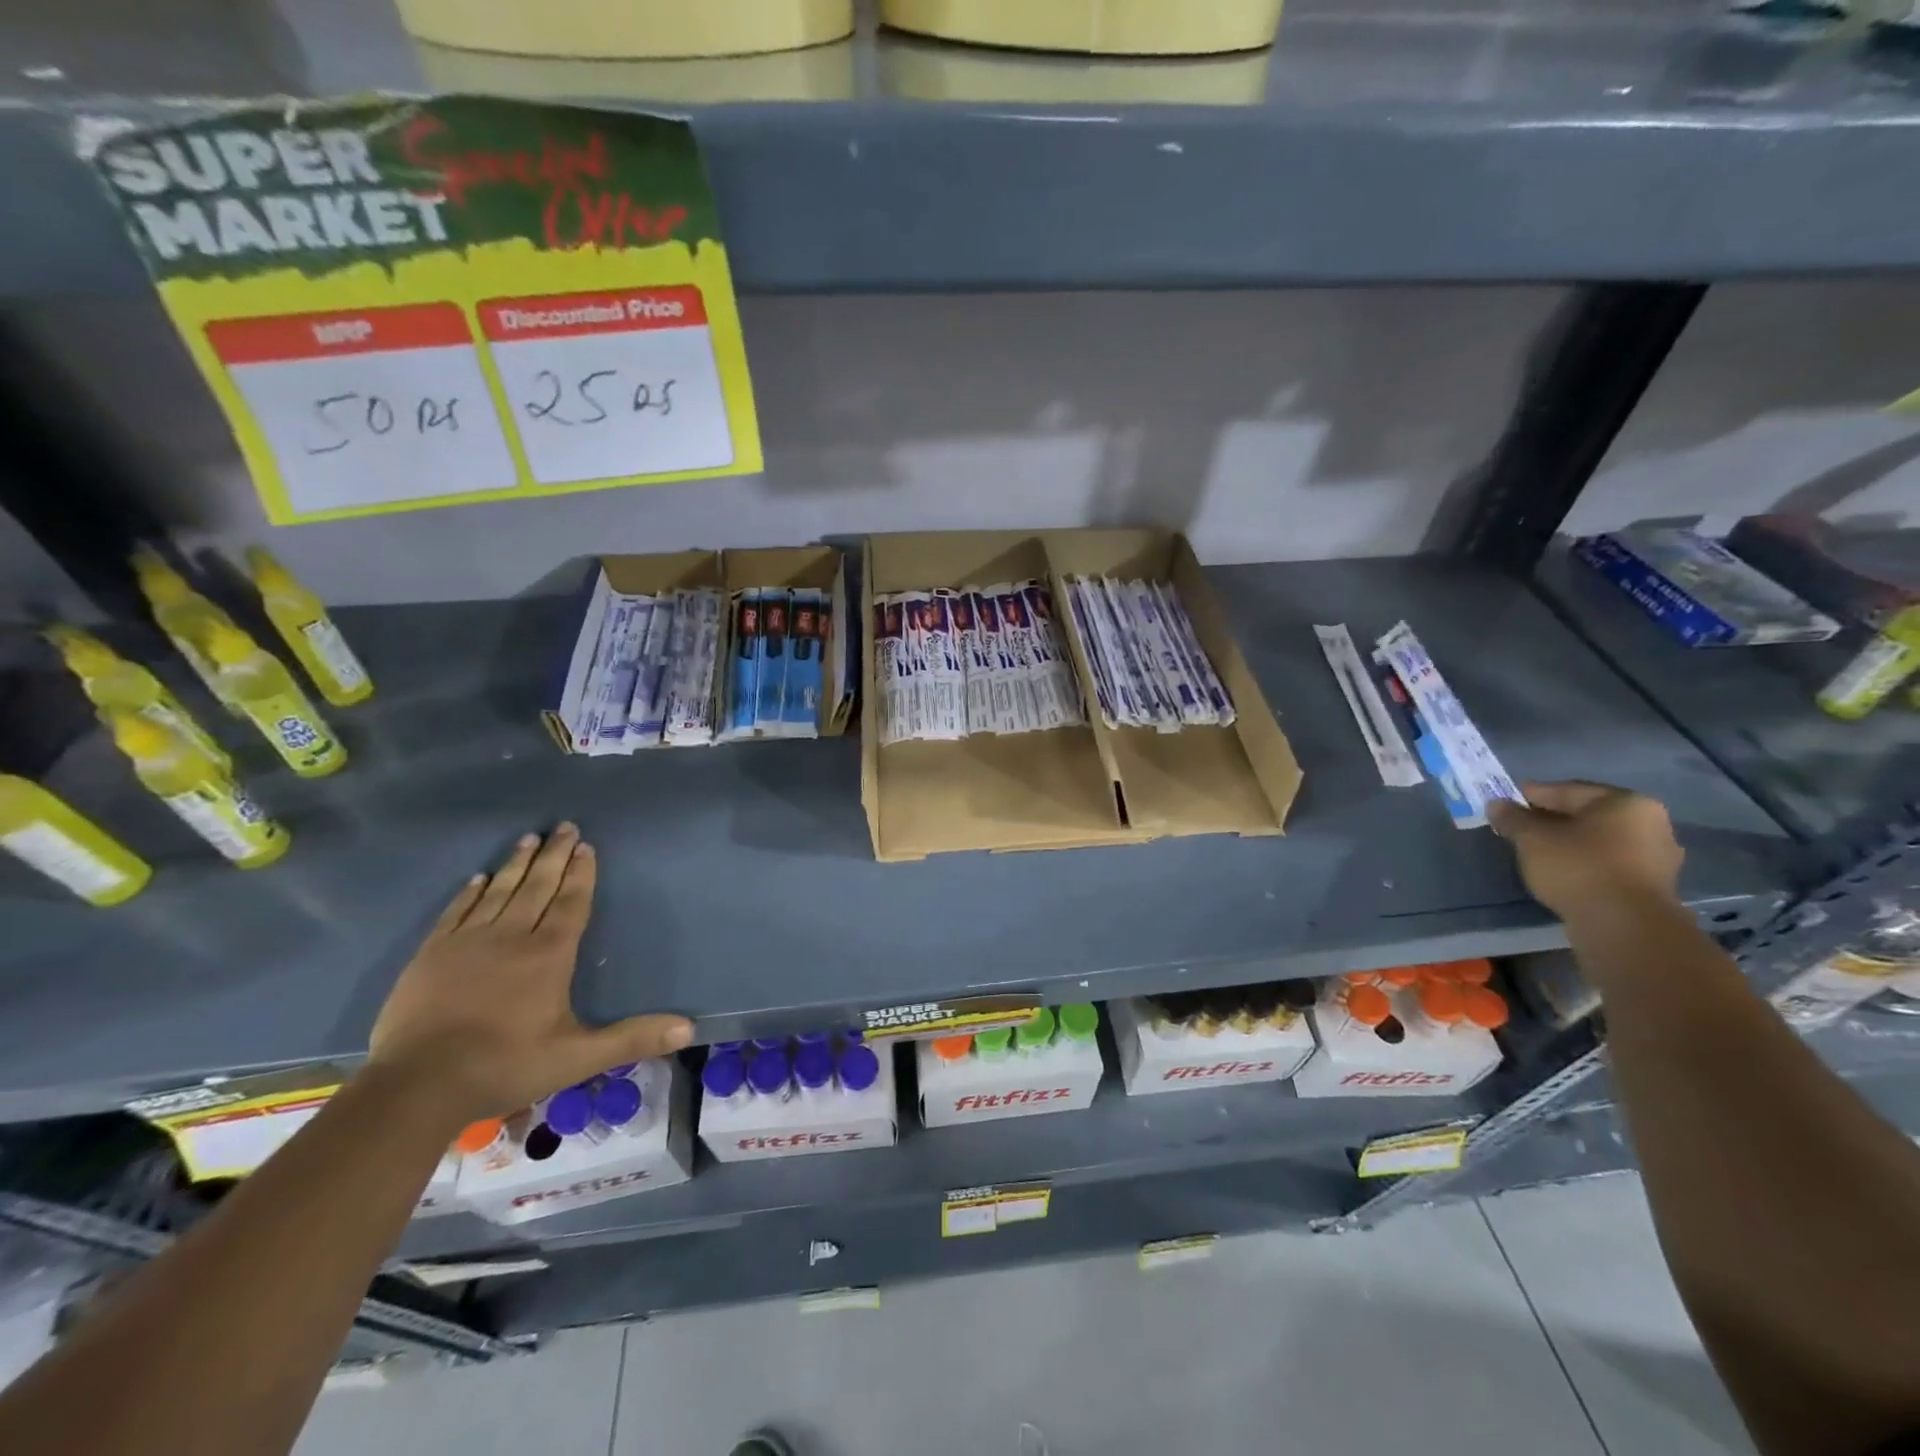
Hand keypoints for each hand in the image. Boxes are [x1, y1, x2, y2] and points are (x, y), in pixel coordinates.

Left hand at [368, 824, 692, 1123]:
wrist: (417, 1085)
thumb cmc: (506, 1065)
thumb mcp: (578, 1057)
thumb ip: (632, 1038)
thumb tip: (689, 1028)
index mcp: (549, 954)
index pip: (571, 903)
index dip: (581, 874)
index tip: (587, 846)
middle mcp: (512, 936)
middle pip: (538, 886)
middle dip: (554, 855)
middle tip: (564, 826)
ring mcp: (468, 942)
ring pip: (500, 891)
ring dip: (517, 864)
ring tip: (529, 838)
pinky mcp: (432, 954)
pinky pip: (457, 911)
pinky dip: (471, 892)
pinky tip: (479, 878)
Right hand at [1488, 781, 1684, 924]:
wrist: (1624, 925)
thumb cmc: (1578, 867)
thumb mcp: (1532, 838)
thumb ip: (1513, 818)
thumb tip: (1497, 804)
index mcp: (1625, 802)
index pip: (1567, 791)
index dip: (1530, 796)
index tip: (1504, 804)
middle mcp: (1650, 823)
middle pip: (1586, 815)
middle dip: (1550, 820)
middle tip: (1517, 828)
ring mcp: (1657, 857)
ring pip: (1598, 841)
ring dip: (1567, 843)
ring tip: (1534, 852)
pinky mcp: (1652, 886)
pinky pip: (1608, 864)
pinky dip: (1583, 863)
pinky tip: (1559, 872)